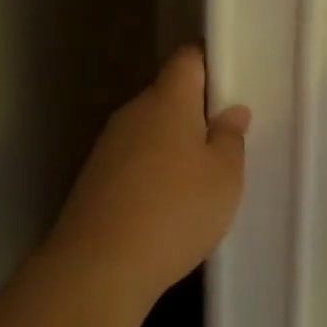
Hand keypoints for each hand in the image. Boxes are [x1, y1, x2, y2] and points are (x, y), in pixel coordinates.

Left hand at [44, 47, 249, 307]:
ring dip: (175, 144)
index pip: (188, 58)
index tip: (232, 86)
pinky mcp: (95, 178)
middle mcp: (133, 113)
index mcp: (167, 100)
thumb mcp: (224, 177)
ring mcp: (108, 145)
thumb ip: (231, 137)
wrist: (97, 269)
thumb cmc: (175, 212)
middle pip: (169, 95)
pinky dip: (153, 171)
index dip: (211, 63)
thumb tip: (231, 111)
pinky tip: (168, 205)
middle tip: (226, 142)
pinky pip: (134, 159)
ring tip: (200, 180)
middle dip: (197, 111)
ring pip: (151, 129)